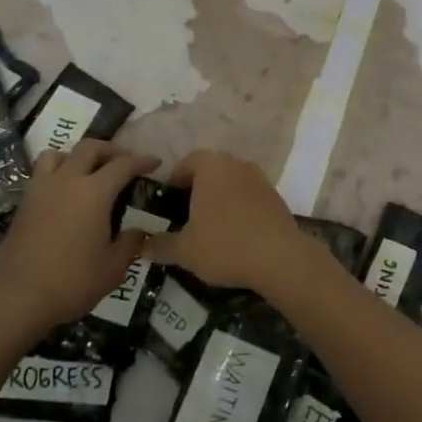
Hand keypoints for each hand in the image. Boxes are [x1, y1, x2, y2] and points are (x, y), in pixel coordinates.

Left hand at [0, 141, 159, 338]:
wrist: (14, 297)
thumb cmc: (70, 281)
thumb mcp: (112, 269)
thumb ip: (129, 244)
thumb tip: (137, 232)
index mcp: (94, 192)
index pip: (123, 165)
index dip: (142, 160)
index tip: (155, 161)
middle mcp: (67, 181)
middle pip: (89, 148)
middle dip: (111, 150)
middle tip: (124, 162)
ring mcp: (41, 190)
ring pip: (59, 154)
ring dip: (77, 156)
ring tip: (88, 172)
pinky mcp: (23, 204)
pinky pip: (42, 174)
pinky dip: (58, 173)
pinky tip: (65, 194)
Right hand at [144, 150, 321, 294]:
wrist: (280, 258)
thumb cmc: (224, 245)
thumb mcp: (184, 250)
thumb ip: (159, 245)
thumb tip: (140, 246)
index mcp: (212, 166)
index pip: (187, 162)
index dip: (174, 181)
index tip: (166, 203)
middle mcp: (237, 164)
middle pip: (210, 170)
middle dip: (196, 189)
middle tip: (184, 216)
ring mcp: (260, 179)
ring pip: (231, 183)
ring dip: (219, 198)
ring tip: (209, 227)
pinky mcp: (276, 197)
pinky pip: (249, 196)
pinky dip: (238, 208)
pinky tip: (234, 234)